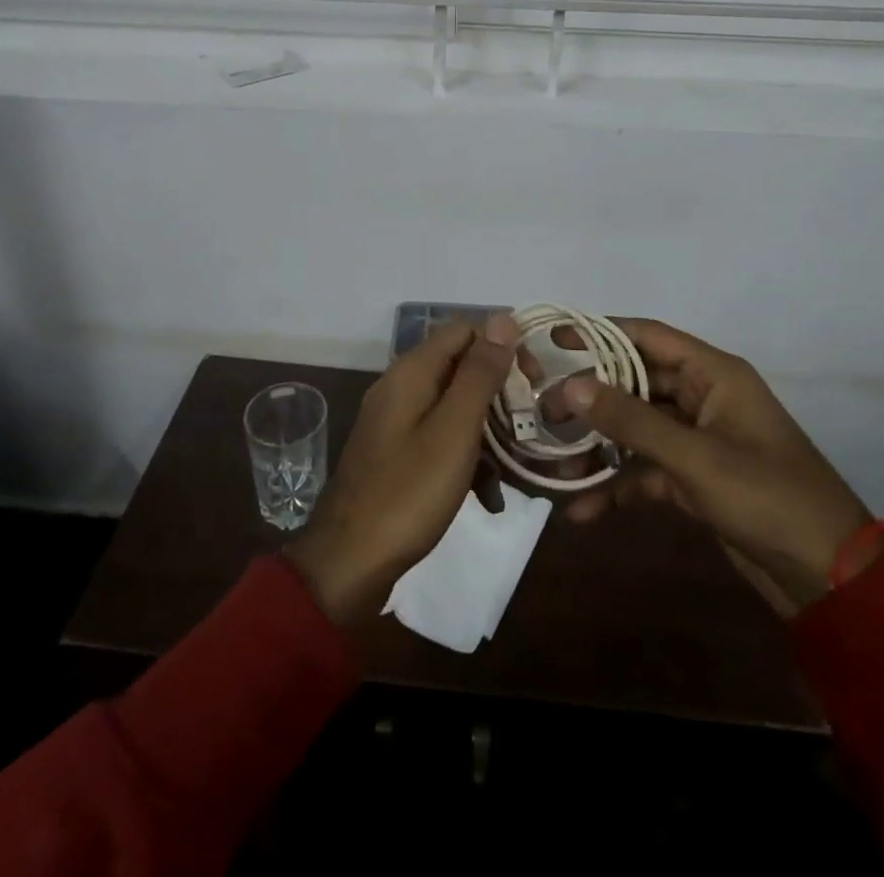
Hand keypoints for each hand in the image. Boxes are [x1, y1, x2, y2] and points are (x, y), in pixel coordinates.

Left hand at [285, 317, 515, 626]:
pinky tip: (488, 496)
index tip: (534, 382)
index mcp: (411, 372)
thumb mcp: (455, 430)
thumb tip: (504, 318)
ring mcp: (396, 421)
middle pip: (460, 367)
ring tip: (515, 470)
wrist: (349, 564)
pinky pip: (440, 438)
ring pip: (454, 406)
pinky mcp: (397, 453)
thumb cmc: (408, 493)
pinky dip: (466, 457)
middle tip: (531, 426)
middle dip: (499, 394)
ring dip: (488, 432)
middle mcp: (400, 386)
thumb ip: (480, 373)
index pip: (465, 330)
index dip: (502, 347)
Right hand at [560, 320, 881, 616]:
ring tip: (554, 466)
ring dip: (599, 448)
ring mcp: (698, 440)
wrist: (829, 580)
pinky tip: (582, 509)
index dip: (600, 333)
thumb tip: (570, 385)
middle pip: (635, 383)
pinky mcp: (694, 479)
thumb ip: (631, 420)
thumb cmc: (767, 498)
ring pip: (636, 429)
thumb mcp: (695, 457)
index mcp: (715, 374)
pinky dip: (617, 486)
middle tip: (542, 411)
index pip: (647, 336)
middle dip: (591, 399)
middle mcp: (704, 397)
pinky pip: (645, 470)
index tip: (554, 340)